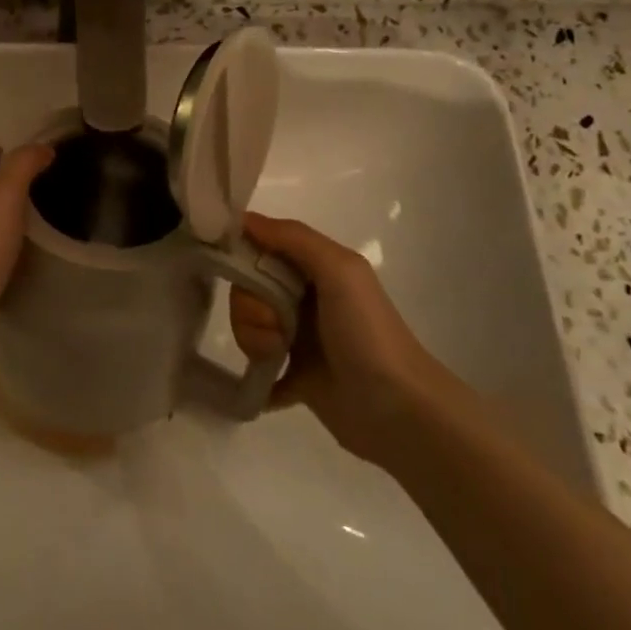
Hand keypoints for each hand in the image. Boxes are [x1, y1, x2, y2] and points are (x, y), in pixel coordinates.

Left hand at [0, 143, 54, 325]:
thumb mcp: (4, 192)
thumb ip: (23, 163)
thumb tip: (42, 147)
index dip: (15, 155)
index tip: (49, 161)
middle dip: (16, 188)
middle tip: (55, 192)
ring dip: (13, 220)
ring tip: (49, 223)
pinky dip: (8, 248)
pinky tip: (28, 255)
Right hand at [228, 212, 448, 465]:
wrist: (397, 410)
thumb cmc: (367, 332)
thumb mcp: (339, 270)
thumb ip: (294, 238)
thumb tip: (243, 219)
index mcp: (314, 267)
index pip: (259, 247)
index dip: (241, 256)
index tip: (233, 270)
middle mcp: (303, 297)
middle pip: (247, 289)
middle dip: (250, 308)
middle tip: (275, 328)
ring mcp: (297, 338)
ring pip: (247, 326)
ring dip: (254, 340)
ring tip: (277, 358)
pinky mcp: (294, 376)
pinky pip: (255, 367)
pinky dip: (254, 375)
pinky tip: (264, 383)